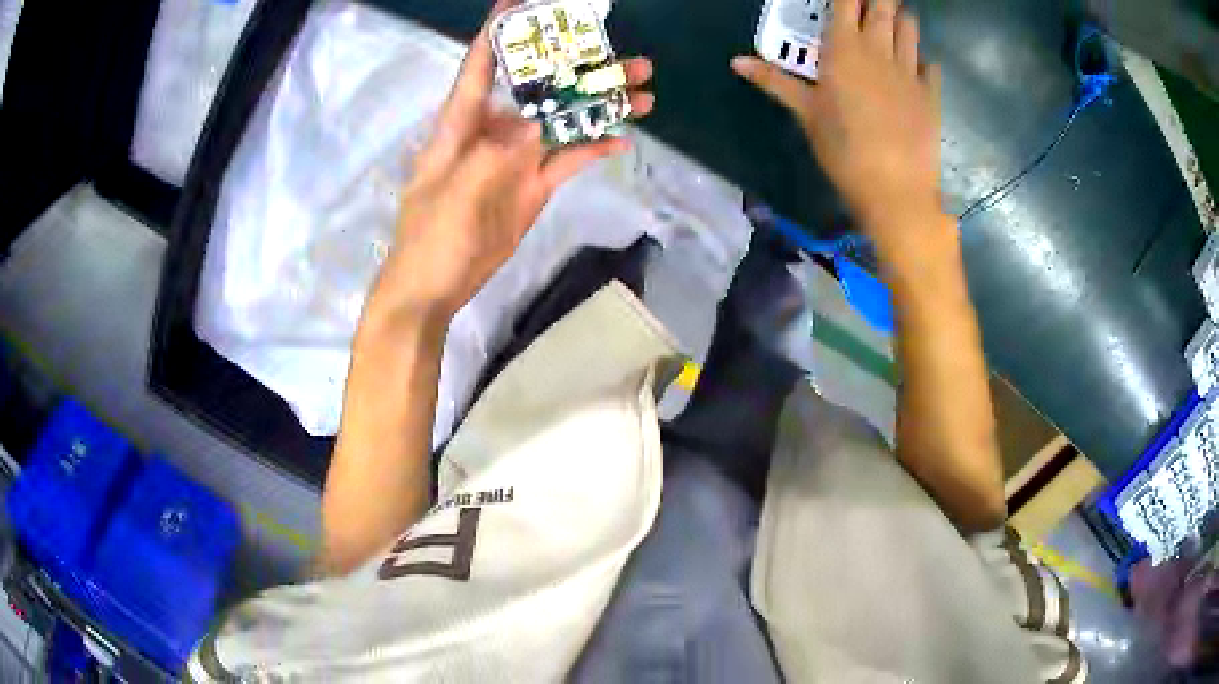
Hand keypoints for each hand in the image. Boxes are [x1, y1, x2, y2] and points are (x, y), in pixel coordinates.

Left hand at [370, 0, 653, 326]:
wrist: (435, 286)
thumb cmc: (430, 237)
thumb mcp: (453, 192)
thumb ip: (492, 156)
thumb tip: (535, 125)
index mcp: (462, 124)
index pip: (481, 66)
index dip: (499, 32)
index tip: (520, 2)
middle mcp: (494, 131)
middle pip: (540, 89)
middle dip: (579, 68)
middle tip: (626, 56)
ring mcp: (518, 158)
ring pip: (564, 121)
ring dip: (601, 105)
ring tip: (644, 90)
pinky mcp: (534, 186)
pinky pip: (569, 160)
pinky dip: (595, 148)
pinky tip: (626, 137)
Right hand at [732, 0, 942, 248]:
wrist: (896, 190)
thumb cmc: (844, 151)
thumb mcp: (806, 114)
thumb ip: (775, 81)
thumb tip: (736, 61)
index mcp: (843, 48)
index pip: (846, 1)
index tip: (844, 0)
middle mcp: (878, 49)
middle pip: (883, 5)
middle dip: (878, 0)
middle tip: (869, 6)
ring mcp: (909, 70)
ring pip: (909, 26)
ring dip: (900, 19)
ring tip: (891, 26)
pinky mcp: (931, 94)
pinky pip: (930, 63)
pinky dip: (922, 59)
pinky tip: (914, 68)